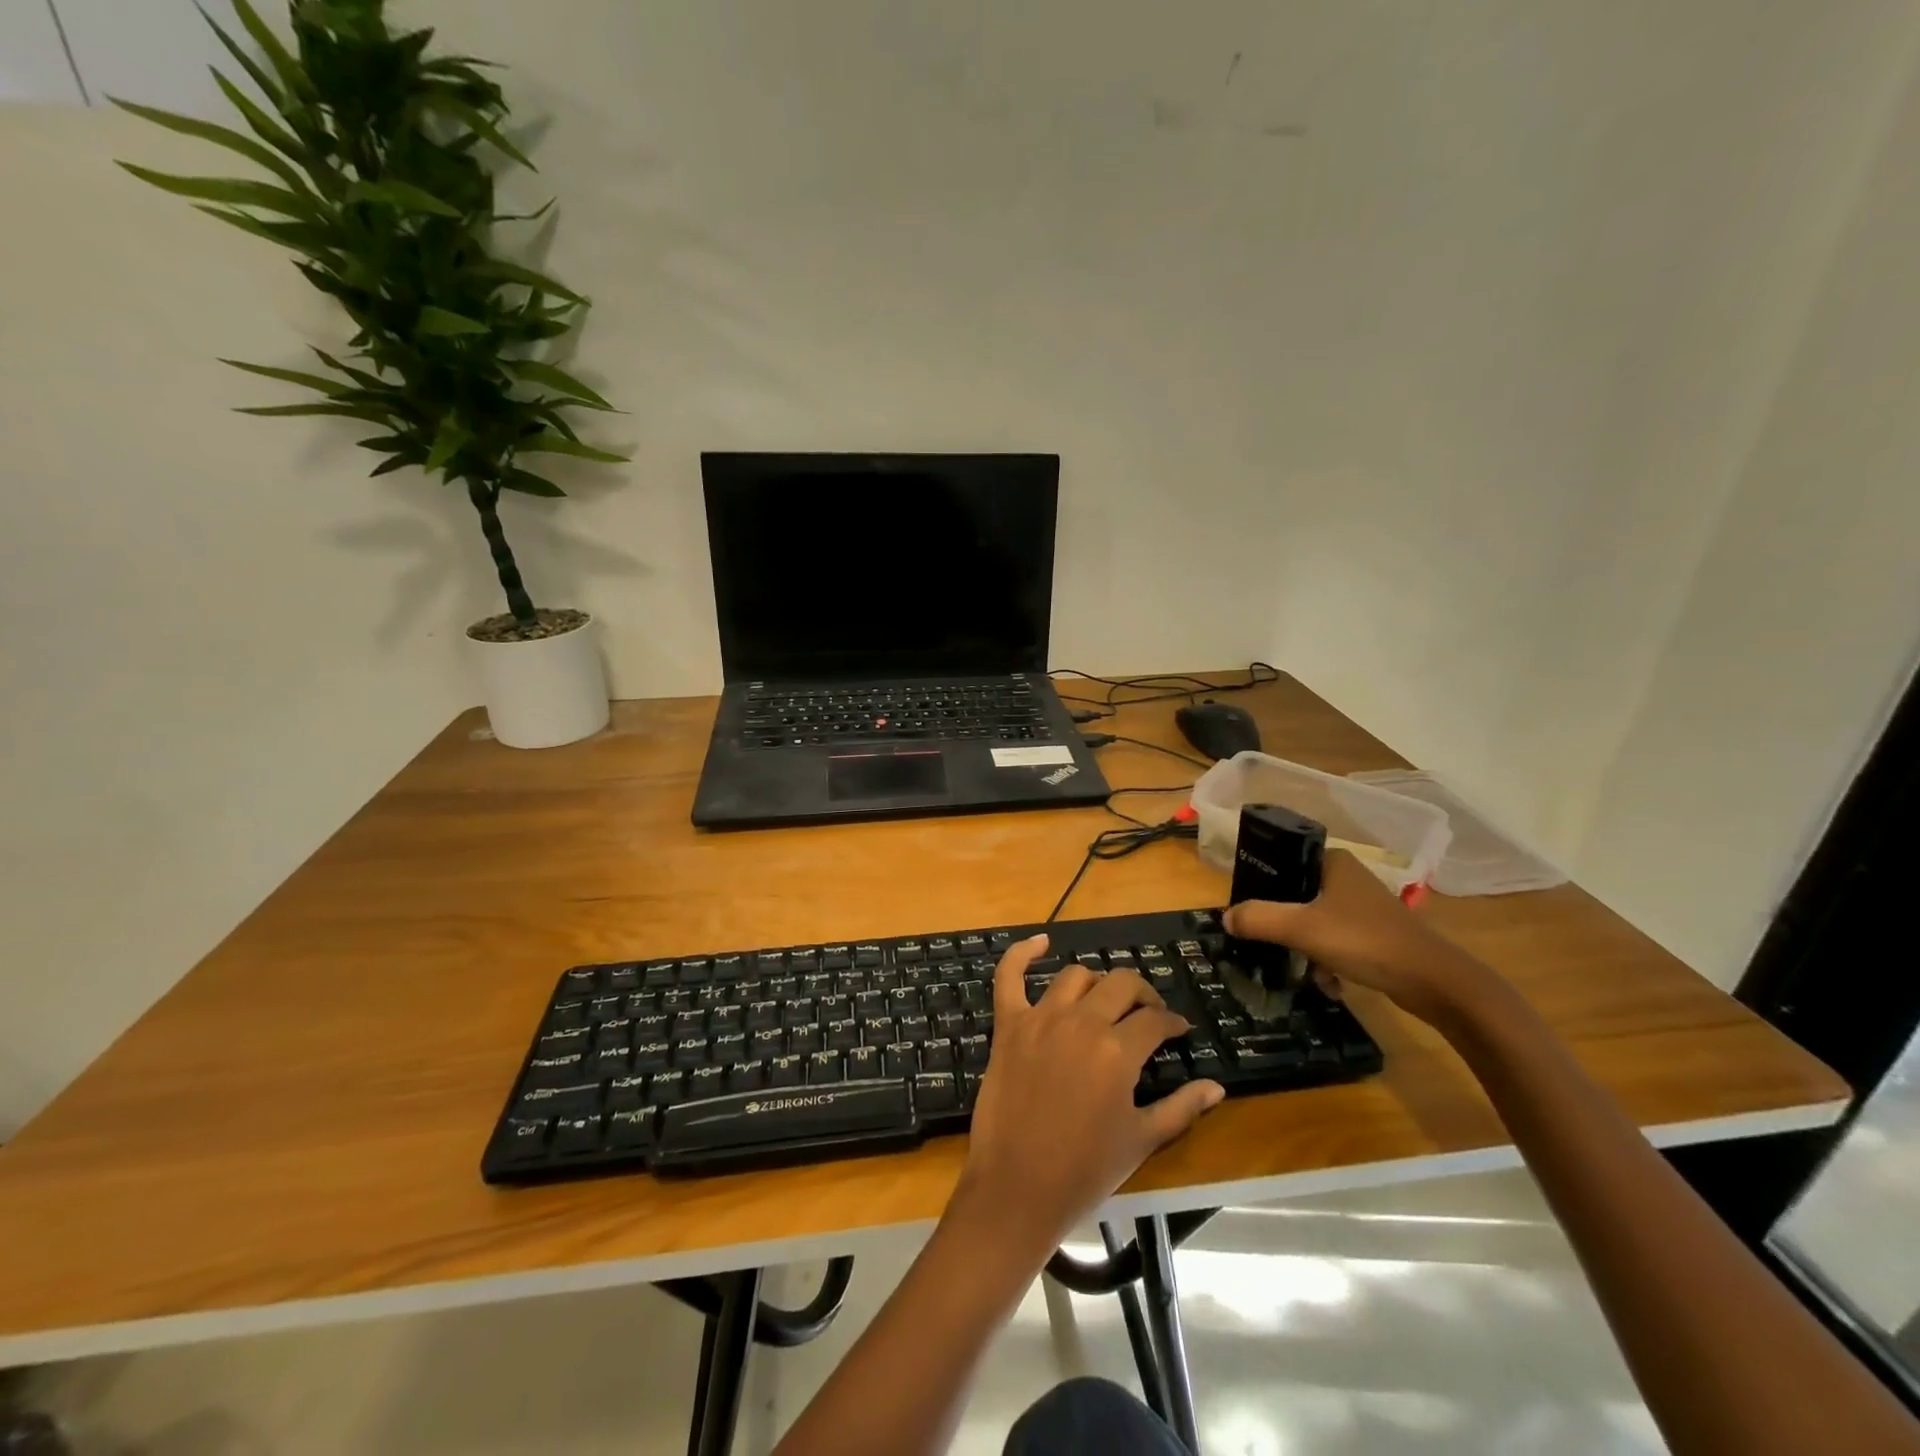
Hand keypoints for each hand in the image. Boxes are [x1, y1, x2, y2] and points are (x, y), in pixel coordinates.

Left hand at [955, 934, 1224, 1257]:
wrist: (1017, 1188)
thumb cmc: (1085, 1170)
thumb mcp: (1141, 1140)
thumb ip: (1182, 1108)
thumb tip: (1217, 1087)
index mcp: (1118, 1051)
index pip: (1155, 1020)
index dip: (1172, 1023)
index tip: (1178, 1031)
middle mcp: (1081, 1023)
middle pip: (1120, 985)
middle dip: (1142, 994)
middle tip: (1148, 1013)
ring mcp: (1040, 1018)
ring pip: (1075, 976)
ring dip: (1096, 983)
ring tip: (1105, 1000)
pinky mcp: (1008, 1024)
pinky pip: (1009, 976)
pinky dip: (1022, 953)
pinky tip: (1040, 941)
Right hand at [1222, 850, 1496, 1023]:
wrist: (1435, 982)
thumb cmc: (1364, 941)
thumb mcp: (1301, 929)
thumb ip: (1258, 919)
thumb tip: (1225, 917)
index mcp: (1332, 862)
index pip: (1282, 863)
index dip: (1261, 886)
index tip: (1248, 913)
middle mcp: (1348, 877)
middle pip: (1296, 896)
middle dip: (1282, 925)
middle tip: (1269, 944)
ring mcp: (1365, 906)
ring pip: (1315, 921)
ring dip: (1305, 947)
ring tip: (1303, 970)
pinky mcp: (1377, 933)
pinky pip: (1337, 940)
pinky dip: (1328, 959)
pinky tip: (1329, 983)